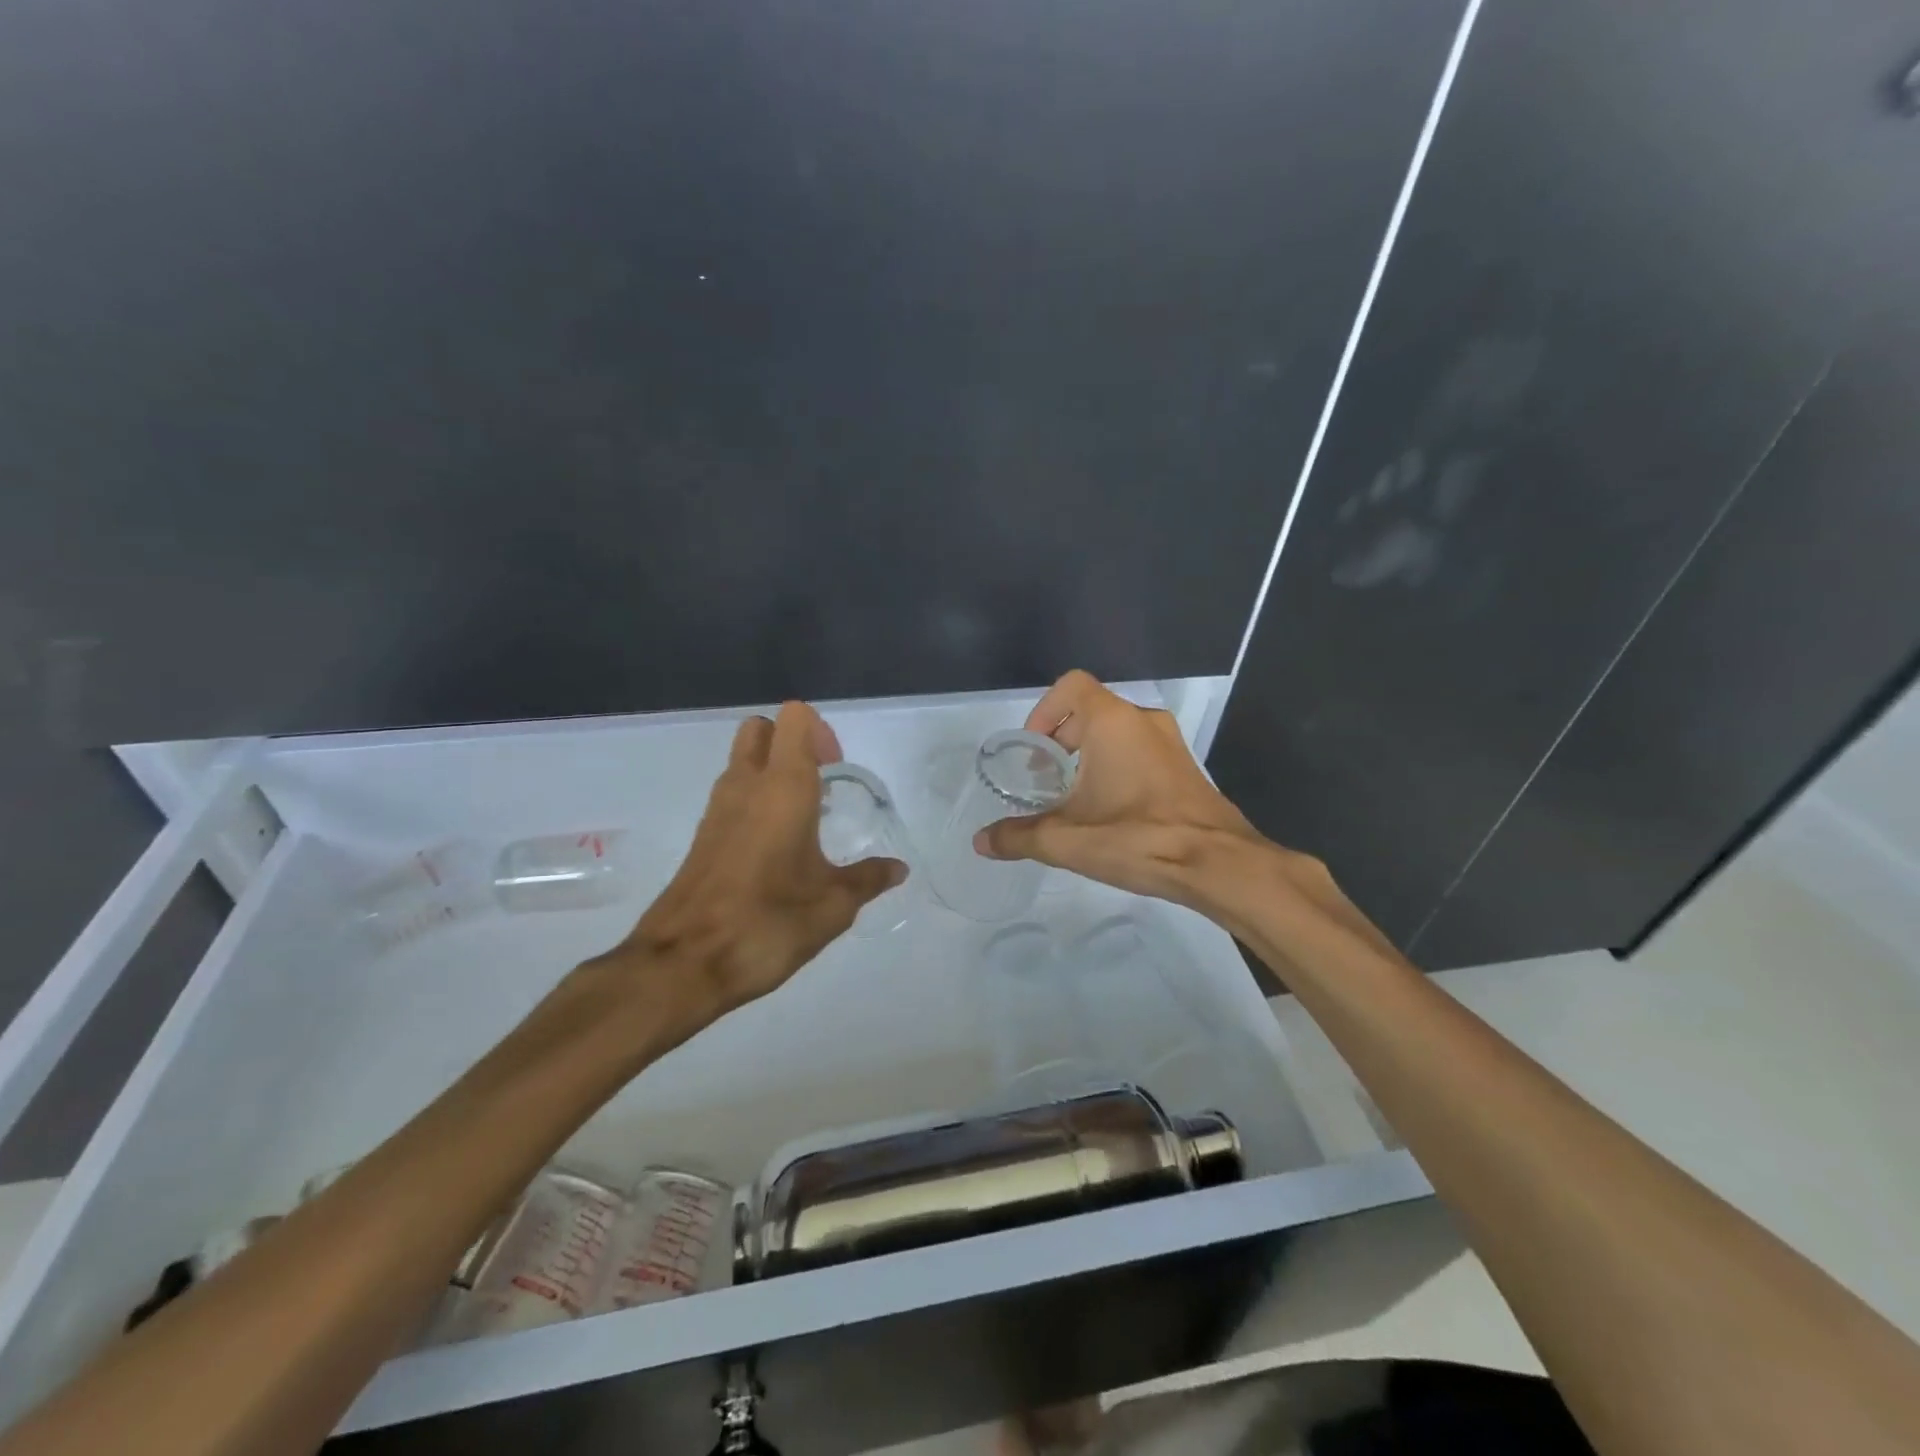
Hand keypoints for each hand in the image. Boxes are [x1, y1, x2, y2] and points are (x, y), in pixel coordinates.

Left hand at [595, 702, 905, 1027]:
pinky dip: (756, 799)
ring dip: (773, 770)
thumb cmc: (767, 922)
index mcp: (782, 787)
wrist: (684, 964)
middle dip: (793, 741)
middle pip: (762, 728)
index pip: (794, 718)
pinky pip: (733, 794)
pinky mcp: (702, 836)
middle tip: (822, 782)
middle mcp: (745, 785)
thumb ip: (868, 879)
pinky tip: (779, 847)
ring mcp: (717, 809)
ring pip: (743, 760)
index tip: (837, 770)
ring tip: (806, 817)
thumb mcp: (833, 905)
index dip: (820, 732)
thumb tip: (898, 868)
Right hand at [973, 671, 1264, 904]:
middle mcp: (1143, 721)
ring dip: (1091, 756)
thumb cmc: (1137, 837)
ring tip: (1075, 800)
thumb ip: (1019, 837)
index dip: (1045, 712)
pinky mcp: (1186, 768)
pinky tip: (1111, 812)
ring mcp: (1170, 743)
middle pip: (1091, 710)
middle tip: (1047, 781)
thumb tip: (980, 842)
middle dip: (1062, 740)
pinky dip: (1118, 767)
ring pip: (1118, 732)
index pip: (1071, 686)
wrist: (1218, 864)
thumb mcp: (1066, 840)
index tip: (1034, 752)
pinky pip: (1141, 752)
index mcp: (1113, 722)